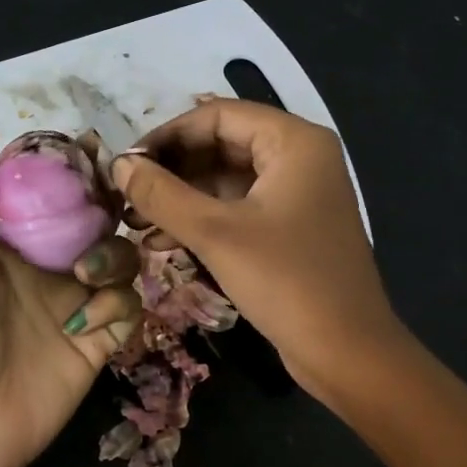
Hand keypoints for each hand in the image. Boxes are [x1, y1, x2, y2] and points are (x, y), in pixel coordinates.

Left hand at [0, 173, 142, 466]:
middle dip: (107, 214)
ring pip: (121, 262)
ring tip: (84, 277)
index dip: (74, 179)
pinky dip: (117, 305)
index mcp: (14, 252)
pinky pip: (128, 308)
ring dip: (112, 259)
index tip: (93, 155)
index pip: (53, 203)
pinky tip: (86, 324)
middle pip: (97, 226)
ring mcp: (78, 308)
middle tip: (112, 208)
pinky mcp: (100, 343)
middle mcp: (50, 273)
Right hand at [112, 100, 403, 394]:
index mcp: (294, 142)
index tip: (126, 164)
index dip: (167, 135)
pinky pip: (239, 210)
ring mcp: (298, 196)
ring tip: (137, 224)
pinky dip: (204, 222)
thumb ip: (162, 195)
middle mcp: (300, 159)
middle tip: (127, 197)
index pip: (217, 116)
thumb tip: (120, 165)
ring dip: (182, 199)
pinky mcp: (291, 230)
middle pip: (222, 146)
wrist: (346, 351)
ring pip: (227, 181)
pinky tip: (165, 243)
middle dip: (172, 171)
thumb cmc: (286, 281)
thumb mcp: (216, 234)